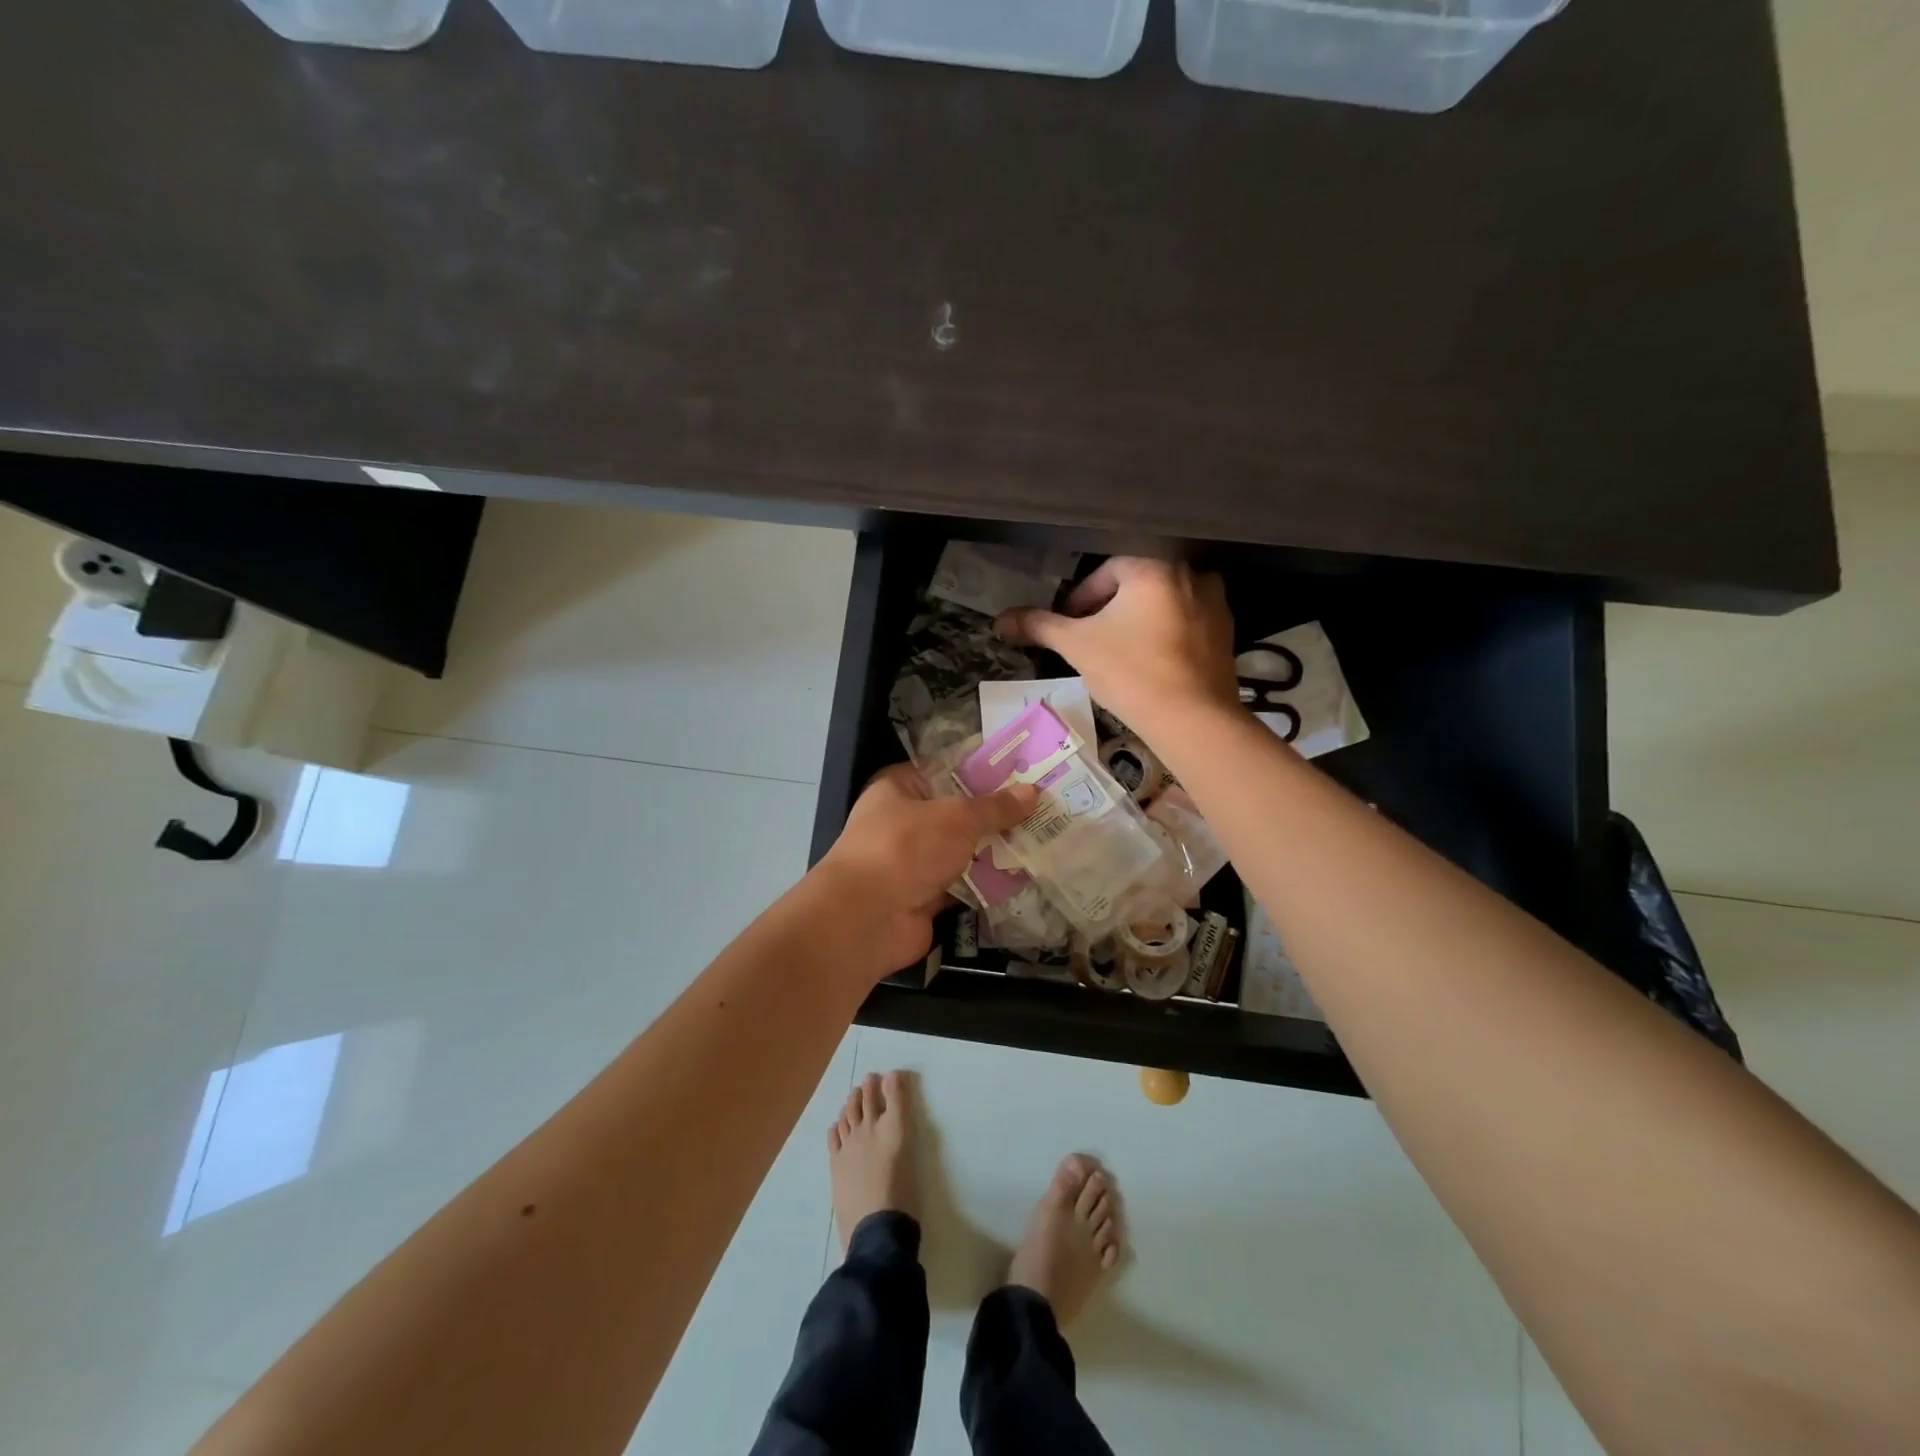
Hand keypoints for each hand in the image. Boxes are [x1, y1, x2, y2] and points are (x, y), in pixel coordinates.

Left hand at [819, 764, 1037, 972]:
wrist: (867, 918)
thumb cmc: (906, 848)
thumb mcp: (957, 818)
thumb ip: (995, 807)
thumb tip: (1032, 792)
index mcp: (898, 789)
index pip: (943, 770)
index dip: (979, 770)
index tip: (1020, 771)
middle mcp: (902, 822)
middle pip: (955, 813)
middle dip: (994, 814)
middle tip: (1041, 807)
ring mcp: (911, 863)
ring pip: (960, 850)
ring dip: (994, 850)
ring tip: (1042, 838)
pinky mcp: (923, 897)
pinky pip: (963, 884)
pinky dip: (987, 883)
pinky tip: (1024, 876)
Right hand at [996, 557, 1239, 739]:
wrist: (1192, 719)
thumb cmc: (1130, 673)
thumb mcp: (1076, 646)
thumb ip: (1039, 626)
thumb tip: (1000, 620)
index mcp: (1152, 568)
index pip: (1106, 572)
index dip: (1080, 598)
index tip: (1068, 623)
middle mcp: (1189, 576)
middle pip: (1136, 585)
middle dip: (1110, 608)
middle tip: (1090, 638)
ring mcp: (1214, 604)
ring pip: (1163, 603)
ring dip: (1139, 619)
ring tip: (1119, 650)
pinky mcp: (1227, 634)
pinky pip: (1186, 623)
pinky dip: (1166, 634)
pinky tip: (1150, 662)